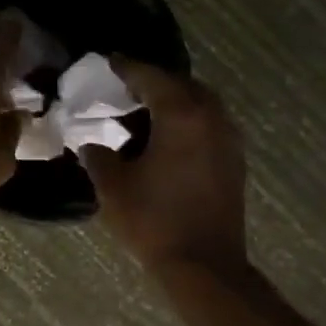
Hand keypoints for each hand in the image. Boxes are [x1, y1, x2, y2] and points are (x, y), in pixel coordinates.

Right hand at [81, 60, 248, 276]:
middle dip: (153, 82)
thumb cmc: (154, 220)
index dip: (126, 67)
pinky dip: (185, 122)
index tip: (108, 60)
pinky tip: (164, 139)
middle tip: (123, 87)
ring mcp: (227, 140)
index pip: (150, 77)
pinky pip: (207, 125)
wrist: (204, 265)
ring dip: (172, 102)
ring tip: (141, 113)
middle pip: (180, 85)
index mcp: (181, 115)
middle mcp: (211, 118)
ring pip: (199, 104)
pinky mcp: (233, 161)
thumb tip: (92, 144)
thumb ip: (99, 156)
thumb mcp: (113, 186)